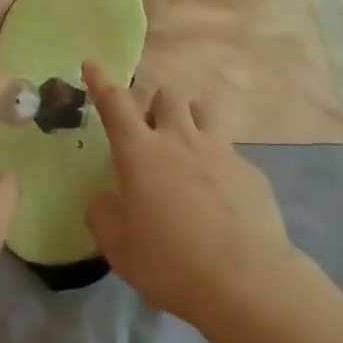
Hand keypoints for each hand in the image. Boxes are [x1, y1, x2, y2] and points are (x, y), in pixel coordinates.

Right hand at [82, 61, 297, 329]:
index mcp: (141, 153)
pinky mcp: (250, 169)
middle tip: (152, 130)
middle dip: (156, 104)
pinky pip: (230, 151)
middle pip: (167, 96)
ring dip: (191, 118)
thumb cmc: (170, 263)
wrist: (244, 279)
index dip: (101, 82)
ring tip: (188, 145)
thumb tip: (105, 198)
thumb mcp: (119, 247)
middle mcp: (180, 139)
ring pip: (204, 111)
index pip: (115, 105)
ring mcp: (220, 150)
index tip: (92, 63)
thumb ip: (104, 215)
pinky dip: (218, 162)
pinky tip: (221, 196)